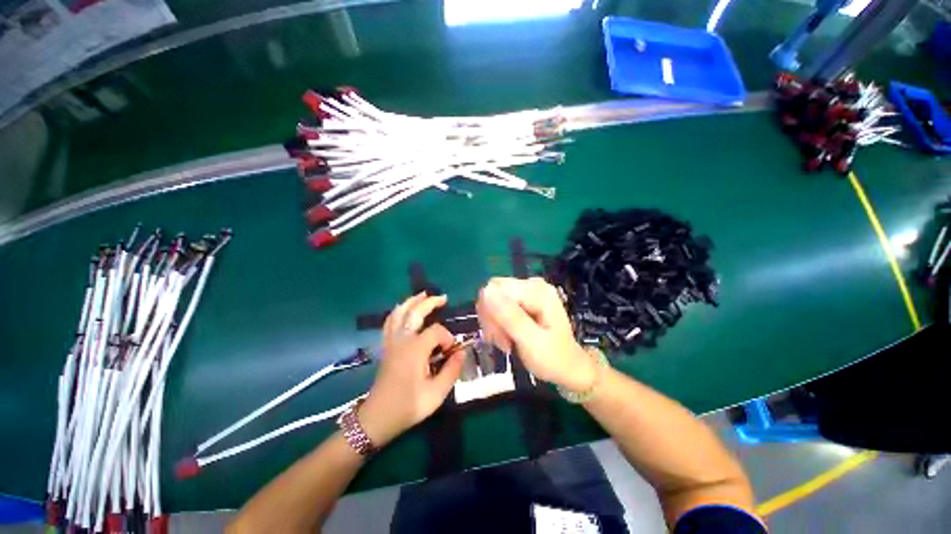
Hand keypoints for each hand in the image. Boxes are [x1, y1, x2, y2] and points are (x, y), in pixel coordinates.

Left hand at [360, 293, 463, 446]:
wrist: (378, 418)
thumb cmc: (408, 406)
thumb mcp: (436, 393)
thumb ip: (452, 370)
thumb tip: (462, 353)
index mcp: (415, 349)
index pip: (436, 331)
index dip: (448, 338)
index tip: (451, 353)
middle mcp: (402, 340)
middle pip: (415, 312)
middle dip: (430, 302)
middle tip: (443, 297)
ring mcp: (391, 341)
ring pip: (399, 313)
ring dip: (411, 302)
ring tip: (423, 295)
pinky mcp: (386, 346)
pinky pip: (389, 322)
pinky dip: (397, 312)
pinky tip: (403, 310)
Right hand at [476, 277, 595, 391]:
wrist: (568, 368)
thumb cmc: (553, 359)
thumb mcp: (531, 341)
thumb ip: (510, 316)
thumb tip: (486, 290)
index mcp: (537, 291)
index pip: (496, 289)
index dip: (490, 312)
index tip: (498, 337)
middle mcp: (531, 285)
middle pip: (493, 292)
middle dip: (491, 318)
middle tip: (502, 341)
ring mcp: (527, 291)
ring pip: (492, 299)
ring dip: (493, 323)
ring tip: (505, 342)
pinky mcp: (523, 300)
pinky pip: (498, 305)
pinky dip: (497, 323)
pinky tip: (505, 336)